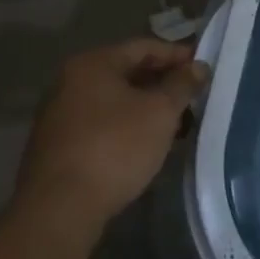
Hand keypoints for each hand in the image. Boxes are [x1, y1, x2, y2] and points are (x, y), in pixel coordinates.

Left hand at [15, 39, 206, 232]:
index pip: (144, 47)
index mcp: (93, 63)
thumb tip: (198, 67)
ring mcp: (59, 115)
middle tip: (192, 96)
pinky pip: (101, 124)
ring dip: (146, 108)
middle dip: (162, 83)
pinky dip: (126, 127)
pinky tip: (146, 144)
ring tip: (176, 124)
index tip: (202, 68)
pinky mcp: (57, 147)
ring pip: (114, 101)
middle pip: (127, 72)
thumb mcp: (160, 112)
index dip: (177, 55)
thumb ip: (182, 84)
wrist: (58, 211)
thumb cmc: (114, 148)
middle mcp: (70, 82)